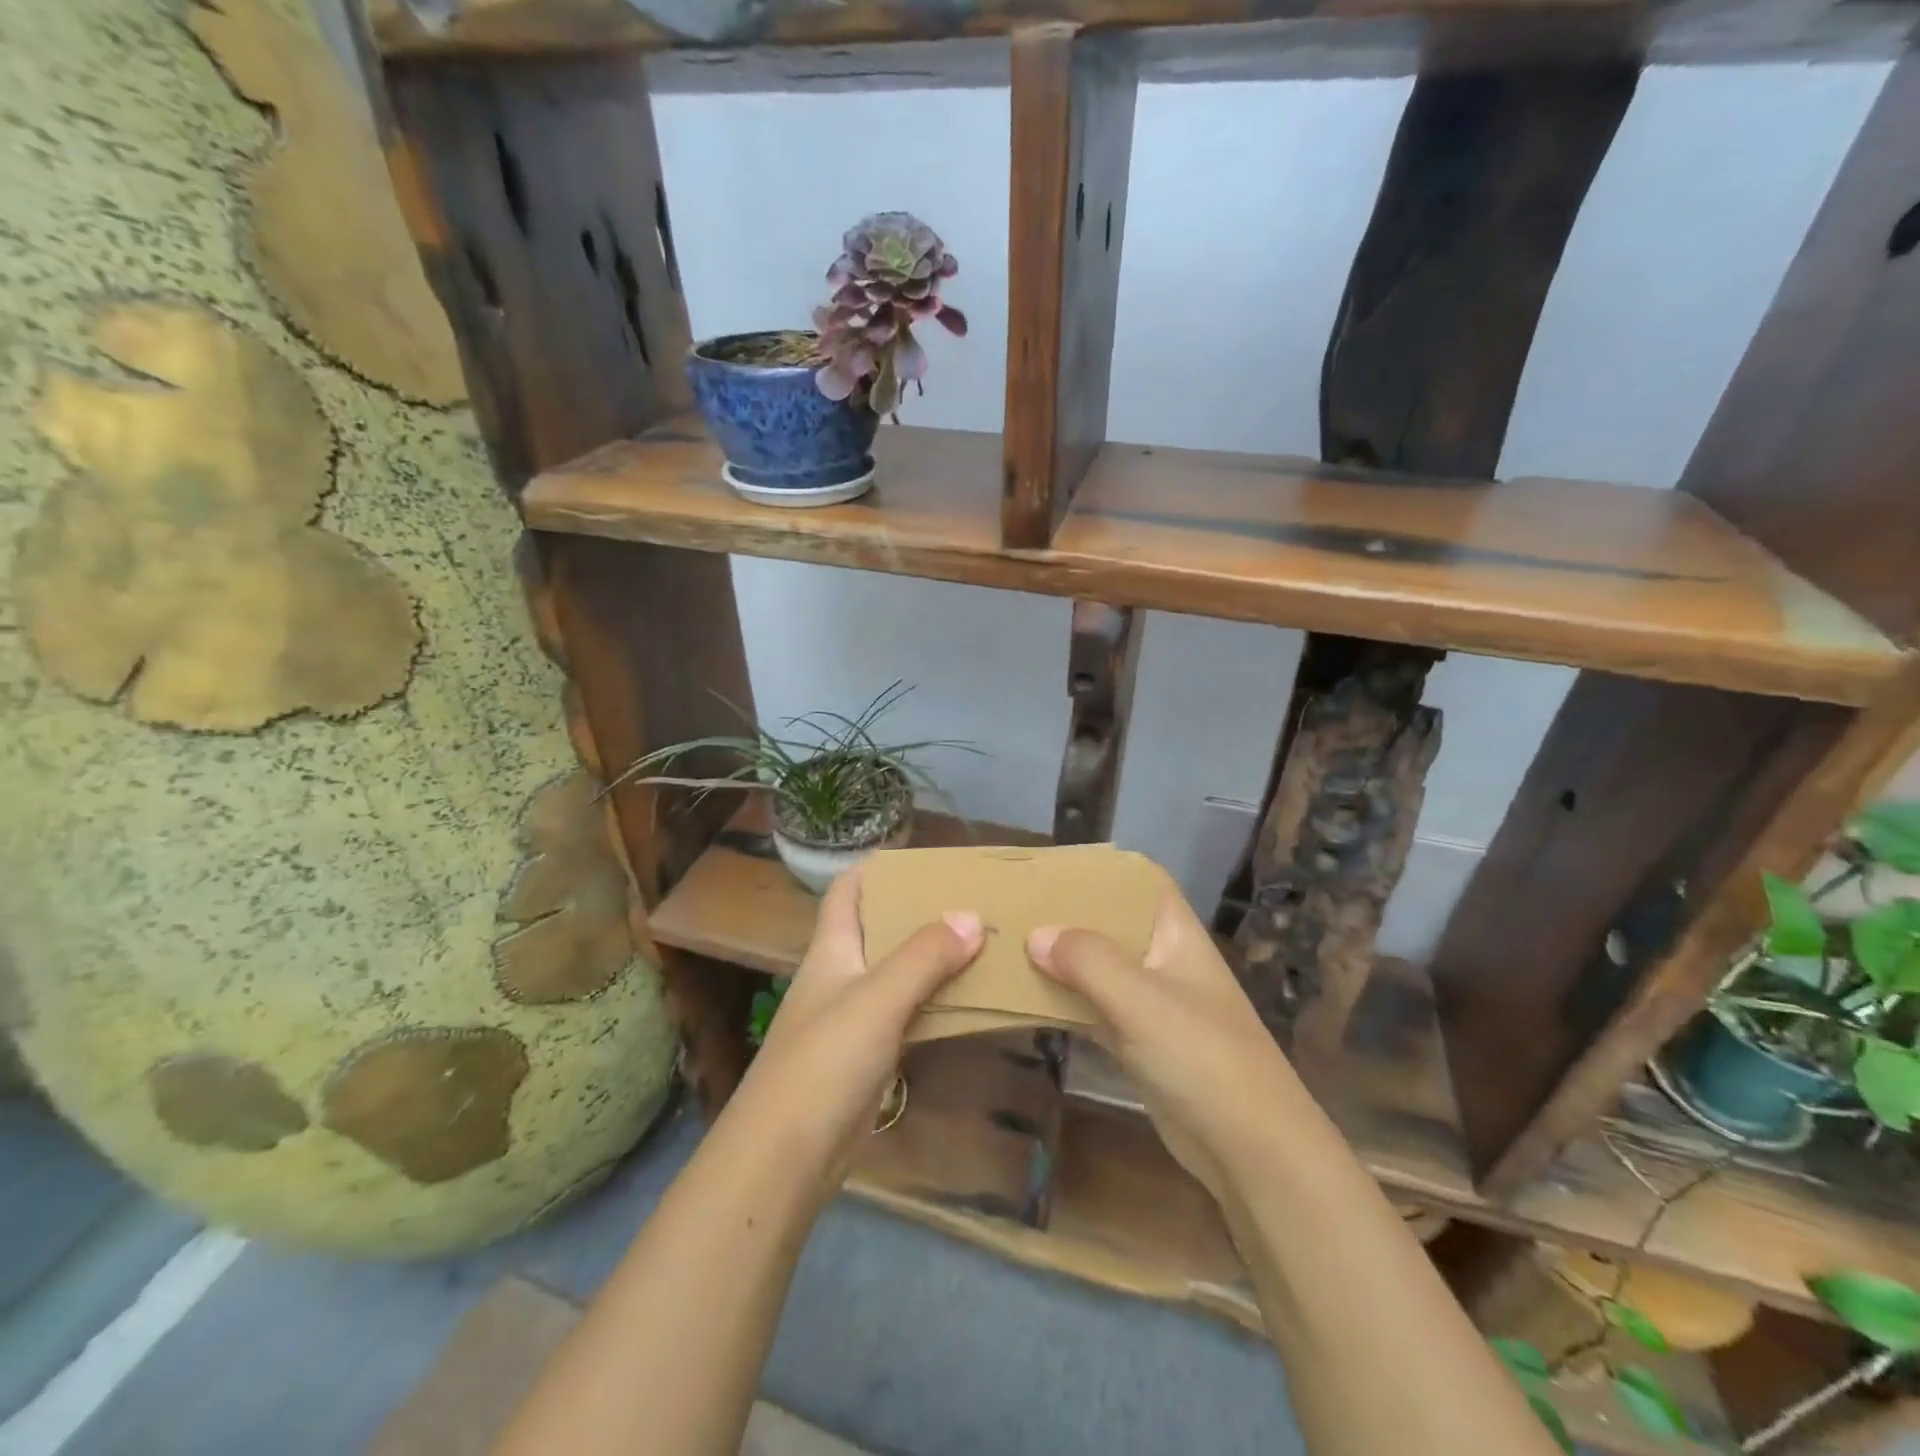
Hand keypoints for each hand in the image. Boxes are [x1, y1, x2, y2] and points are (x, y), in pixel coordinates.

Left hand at [731, 865, 983, 1190]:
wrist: (787, 1155)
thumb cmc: (824, 1061)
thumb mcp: (876, 998)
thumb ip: (924, 956)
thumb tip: (972, 916)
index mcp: (832, 948)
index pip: (848, 890)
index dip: (879, 868)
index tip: (927, 859)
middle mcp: (842, 973)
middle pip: (881, 928)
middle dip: (921, 912)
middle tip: (973, 899)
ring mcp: (855, 1016)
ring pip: (900, 972)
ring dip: (935, 958)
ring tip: (984, 940)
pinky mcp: (870, 1054)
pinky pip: (909, 1013)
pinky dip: (937, 1001)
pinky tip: (971, 998)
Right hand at [1026, 888, 1301, 1202]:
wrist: (1250, 1150)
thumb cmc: (1202, 1056)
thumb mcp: (1141, 999)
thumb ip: (1087, 960)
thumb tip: (1035, 935)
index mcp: (1175, 933)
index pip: (1139, 880)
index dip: (1100, 868)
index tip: (1050, 868)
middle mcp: (1163, 959)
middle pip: (1111, 922)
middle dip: (1067, 915)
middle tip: (1015, 907)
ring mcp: (1152, 1003)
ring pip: (1098, 968)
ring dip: (1061, 960)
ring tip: (1009, 945)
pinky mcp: (1140, 1043)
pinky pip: (1094, 1010)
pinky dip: (1065, 1003)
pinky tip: (1026, 998)